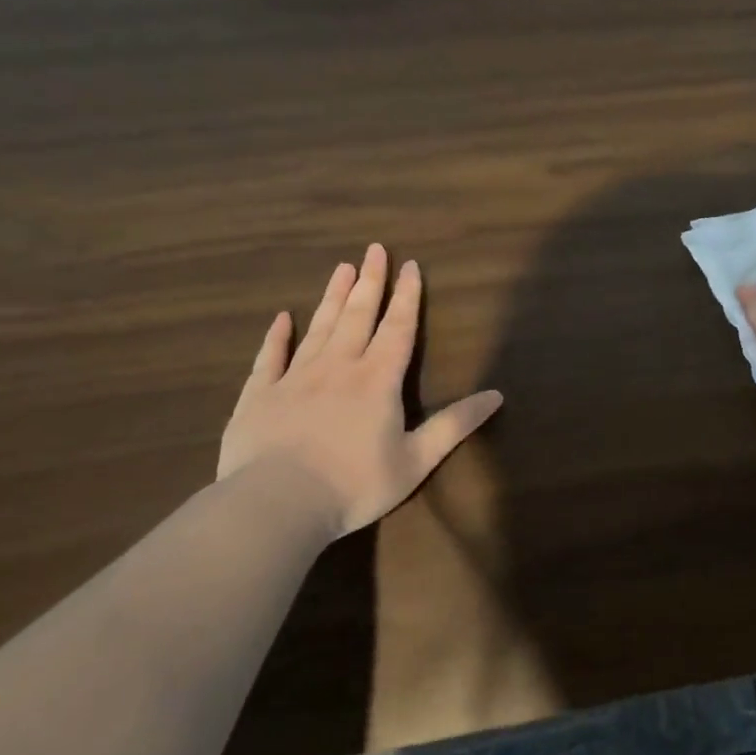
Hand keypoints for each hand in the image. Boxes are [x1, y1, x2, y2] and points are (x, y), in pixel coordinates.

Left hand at [218, 244, 503, 537]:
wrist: (276, 505)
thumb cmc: (354, 485)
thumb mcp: (416, 460)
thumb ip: (455, 425)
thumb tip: (497, 395)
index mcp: (377, 380)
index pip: (397, 328)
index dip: (406, 296)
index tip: (409, 265)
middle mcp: (338, 368)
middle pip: (357, 316)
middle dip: (370, 282)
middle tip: (374, 249)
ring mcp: (294, 378)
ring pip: (318, 328)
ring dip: (332, 297)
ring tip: (342, 268)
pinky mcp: (258, 396)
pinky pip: (268, 358)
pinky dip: (276, 336)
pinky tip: (282, 318)